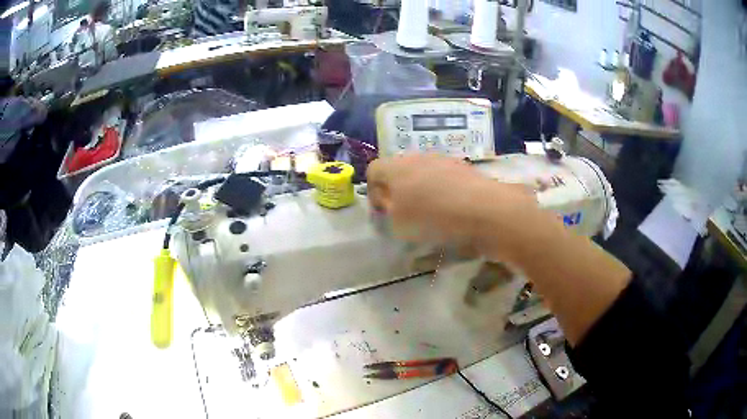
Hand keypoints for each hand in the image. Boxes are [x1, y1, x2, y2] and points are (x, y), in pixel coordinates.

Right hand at [366, 154, 536, 251]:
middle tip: (404, 213)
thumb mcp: (398, 223)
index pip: (374, 170)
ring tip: (429, 212)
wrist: (483, 208)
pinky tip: (451, 209)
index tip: (383, 212)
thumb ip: (388, 211)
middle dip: (397, 190)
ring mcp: (443, 159)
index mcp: (395, 167)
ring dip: (420, 190)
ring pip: (422, 172)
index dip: (373, 192)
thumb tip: (389, 203)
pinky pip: (443, 177)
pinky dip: (441, 191)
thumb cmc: (433, 216)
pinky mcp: (463, 167)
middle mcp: (417, 157)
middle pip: (398, 170)